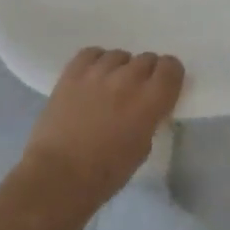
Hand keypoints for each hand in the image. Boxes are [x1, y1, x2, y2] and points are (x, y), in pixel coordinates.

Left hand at [14, 49, 183, 218]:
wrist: (58, 176)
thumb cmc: (105, 174)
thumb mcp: (141, 149)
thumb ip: (149, 118)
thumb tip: (147, 106)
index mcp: (149, 102)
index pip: (171, 67)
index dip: (170, 74)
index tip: (163, 86)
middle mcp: (127, 80)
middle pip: (146, 59)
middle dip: (146, 73)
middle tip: (135, 92)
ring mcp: (98, 72)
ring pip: (120, 55)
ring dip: (120, 69)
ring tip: (110, 86)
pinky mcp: (73, 72)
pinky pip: (92, 53)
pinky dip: (97, 62)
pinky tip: (93, 77)